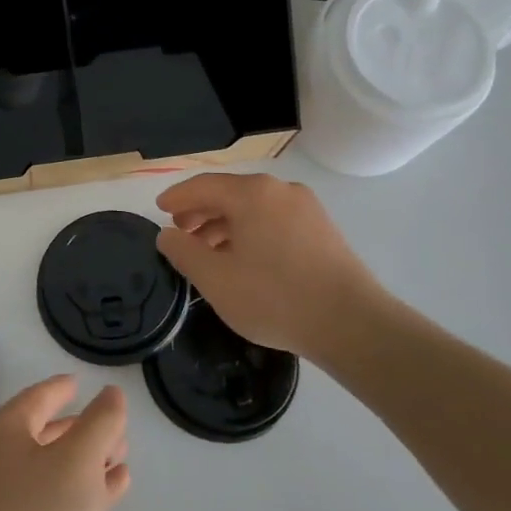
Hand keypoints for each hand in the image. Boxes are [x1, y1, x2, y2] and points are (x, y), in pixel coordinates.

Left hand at [0, 377, 129, 510]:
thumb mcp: (80, 459)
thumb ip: (101, 421)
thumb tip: (111, 394)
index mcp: (4, 433)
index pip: (36, 398)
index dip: (60, 389)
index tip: (80, 382)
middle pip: (45, 433)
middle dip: (82, 428)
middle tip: (115, 426)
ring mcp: (6, 503)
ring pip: (53, 469)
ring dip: (87, 461)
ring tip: (121, 457)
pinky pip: (56, 501)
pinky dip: (84, 490)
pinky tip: (114, 489)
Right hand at [155, 172, 393, 363]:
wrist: (352, 325)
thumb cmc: (274, 298)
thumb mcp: (215, 279)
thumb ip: (183, 251)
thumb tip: (168, 235)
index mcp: (252, 194)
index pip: (202, 185)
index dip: (176, 197)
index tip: (158, 211)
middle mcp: (280, 190)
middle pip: (229, 194)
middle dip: (201, 212)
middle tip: (180, 234)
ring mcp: (306, 209)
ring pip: (253, 209)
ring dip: (225, 225)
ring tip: (208, 252)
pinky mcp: (322, 230)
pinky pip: (274, 221)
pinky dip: (251, 232)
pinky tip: (244, 259)